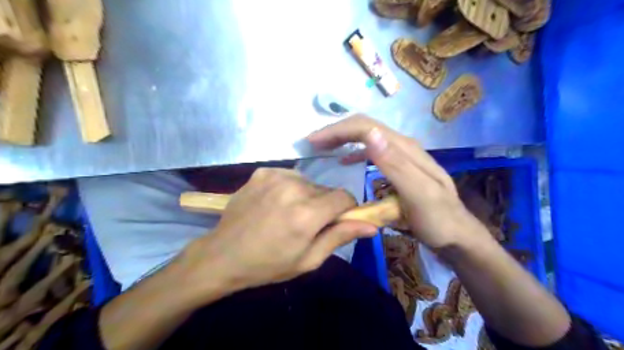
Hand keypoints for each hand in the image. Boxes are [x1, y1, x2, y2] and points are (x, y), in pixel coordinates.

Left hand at [178, 168, 376, 293]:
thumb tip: (372, 226)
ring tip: (288, 214)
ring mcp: (276, 176)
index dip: (346, 209)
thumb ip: (340, 237)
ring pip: (309, 183)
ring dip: (307, 196)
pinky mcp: (262, 172)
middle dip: (325, 205)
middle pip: (326, 190)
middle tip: (307, 223)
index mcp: (307, 213)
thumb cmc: (268, 264)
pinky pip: (290, 176)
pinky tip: (275, 203)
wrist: (223, 255)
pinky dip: (289, 188)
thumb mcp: (308, 259)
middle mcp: (294, 188)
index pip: (344, 197)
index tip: (336, 221)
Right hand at [308, 117, 492, 249]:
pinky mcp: (399, 167)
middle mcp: (402, 146)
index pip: (365, 127)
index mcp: (405, 149)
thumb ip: (394, 164)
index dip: (337, 130)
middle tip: (313, 142)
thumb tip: (370, 133)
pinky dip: (355, 151)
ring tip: (323, 147)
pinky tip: (345, 159)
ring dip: (344, 138)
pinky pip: (372, 151)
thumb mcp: (418, 194)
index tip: (314, 142)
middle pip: (365, 127)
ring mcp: (402, 156)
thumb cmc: (437, 219)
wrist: (457, 234)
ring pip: (368, 137)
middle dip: (337, 131)